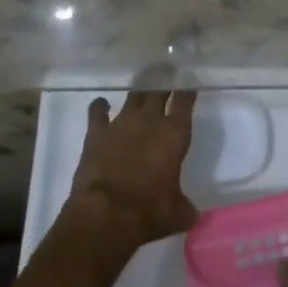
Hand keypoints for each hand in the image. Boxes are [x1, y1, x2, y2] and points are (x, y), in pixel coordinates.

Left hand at [66, 88, 197, 253]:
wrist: (106, 214)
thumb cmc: (150, 211)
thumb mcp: (178, 213)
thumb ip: (185, 206)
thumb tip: (191, 214)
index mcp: (174, 133)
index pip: (185, 100)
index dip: (188, 88)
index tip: (189, 82)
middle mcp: (150, 120)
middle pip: (159, 89)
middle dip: (164, 79)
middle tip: (167, 72)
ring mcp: (121, 123)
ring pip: (133, 96)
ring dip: (139, 90)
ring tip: (142, 84)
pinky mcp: (96, 133)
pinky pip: (98, 111)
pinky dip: (101, 106)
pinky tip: (102, 105)